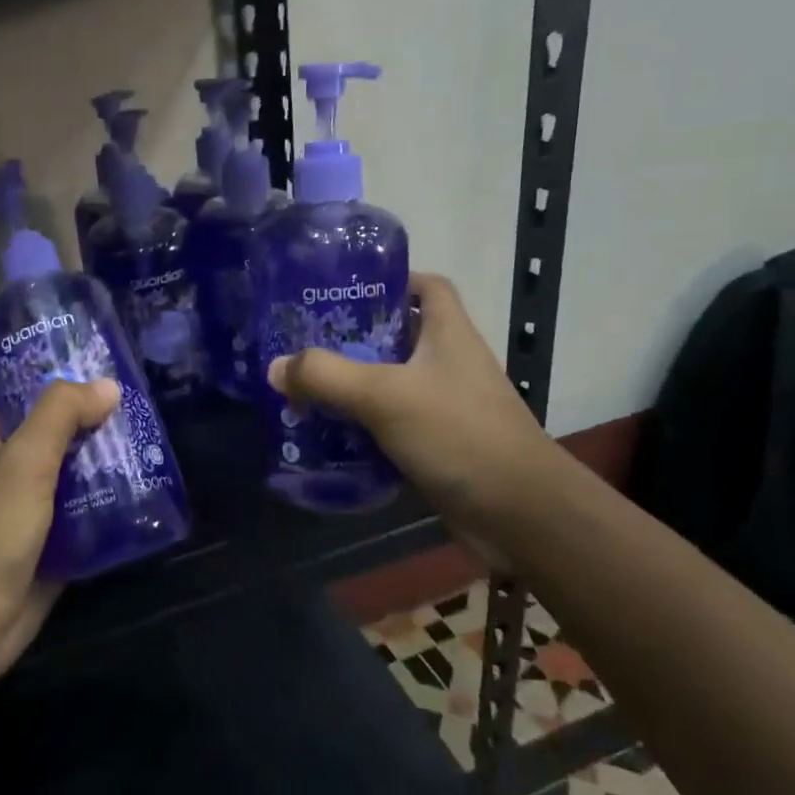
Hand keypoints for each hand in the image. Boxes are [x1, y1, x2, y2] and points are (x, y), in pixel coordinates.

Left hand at [0, 379, 119, 682]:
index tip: (101, 364)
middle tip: (142, 403)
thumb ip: (61, 415)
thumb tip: (108, 385)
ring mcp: (32, 511)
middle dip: (94, 420)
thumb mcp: (24, 460)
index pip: (22, 395)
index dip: (56, 376)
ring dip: (109, 462)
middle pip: (57, 434)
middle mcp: (11, 472)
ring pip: (76, 475)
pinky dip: (112, 504)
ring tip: (153, 442)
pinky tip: (148, 492)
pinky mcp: (53, 545)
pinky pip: (87, 515)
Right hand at [266, 273, 562, 546]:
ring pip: (391, 384)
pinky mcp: (437, 445)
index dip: (391, 280)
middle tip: (305, 343)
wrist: (519, 514)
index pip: (427, 286)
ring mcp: (445, 406)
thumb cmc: (459, 434)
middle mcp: (449, 363)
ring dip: (352, 386)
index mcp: (449, 333)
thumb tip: (275, 367)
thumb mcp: (386, 396)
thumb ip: (327, 377)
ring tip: (304, 388)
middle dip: (353, 338)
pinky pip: (391, 425)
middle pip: (398, 336)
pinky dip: (362, 428)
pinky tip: (327, 436)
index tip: (344, 289)